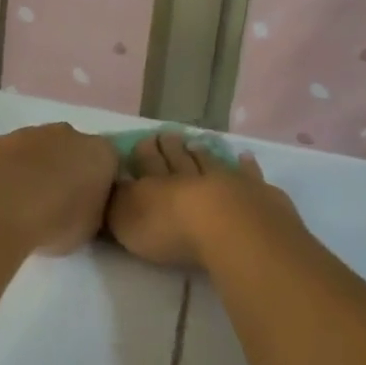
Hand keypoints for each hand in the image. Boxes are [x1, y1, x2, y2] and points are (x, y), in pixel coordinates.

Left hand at [0, 124, 118, 256]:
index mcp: (100, 153)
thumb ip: (93, 210)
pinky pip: (9, 156)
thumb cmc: (55, 221)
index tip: (89, 207)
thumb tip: (86, 206)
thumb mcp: (90, 228)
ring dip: (35, 170)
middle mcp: (68, 134)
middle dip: (67, 171)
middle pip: (73, 150)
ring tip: (23, 205)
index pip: (109, 164)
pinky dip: (7, 172)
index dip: (100, 185)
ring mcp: (29, 133)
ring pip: (39, 150)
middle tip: (56, 204)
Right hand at [108, 131, 306, 269]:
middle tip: (168, 134)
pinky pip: (249, 175)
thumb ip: (116, 203)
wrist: (228, 229)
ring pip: (210, 163)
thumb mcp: (126, 220)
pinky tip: (244, 157)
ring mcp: (226, 182)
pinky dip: (246, 166)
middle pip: (178, 159)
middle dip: (171, 148)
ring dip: (202, 153)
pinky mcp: (257, 193)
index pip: (147, 164)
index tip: (144, 139)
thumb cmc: (170, 229)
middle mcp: (190, 177)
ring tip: (196, 143)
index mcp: (156, 185)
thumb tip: (109, 185)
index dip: (144, 153)